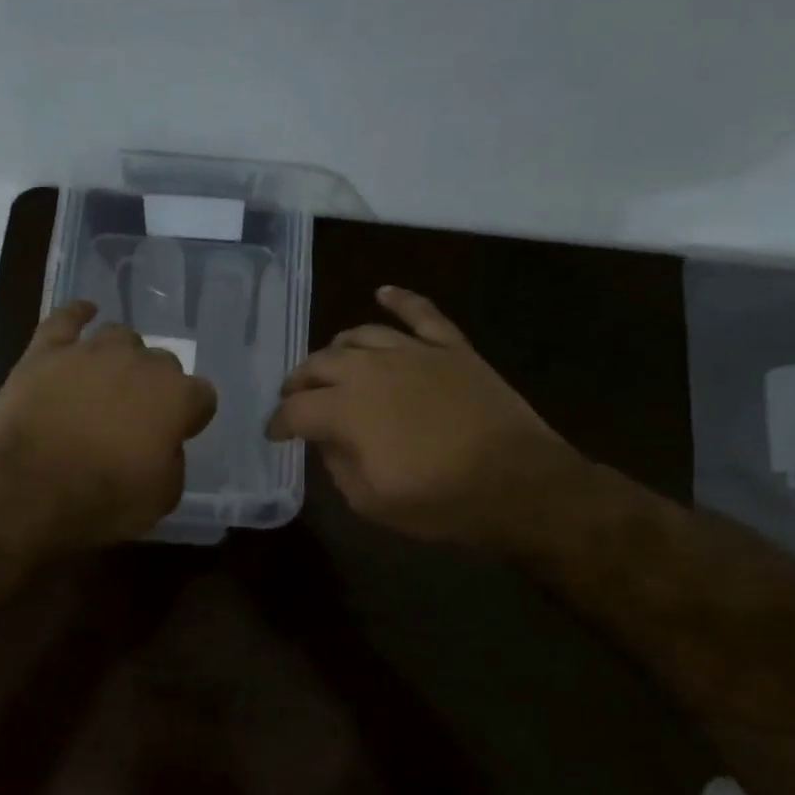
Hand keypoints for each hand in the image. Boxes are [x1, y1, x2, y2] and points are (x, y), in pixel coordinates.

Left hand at [0, 301, 217, 547]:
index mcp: (176, 398)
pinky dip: (78, 315)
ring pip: (120, 337)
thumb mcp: (160, 499)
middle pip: (162, 362)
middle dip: (155, 387)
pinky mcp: (46, 350)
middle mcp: (140, 363)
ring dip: (121, 358)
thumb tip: (163, 446)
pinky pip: (67, 318)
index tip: (177, 435)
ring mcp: (91, 350)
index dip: (190, 417)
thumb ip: (172, 463)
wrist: (26, 488)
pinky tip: (84, 314)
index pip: (202, 396)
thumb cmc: (102, 500)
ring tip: (108, 382)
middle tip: (136, 417)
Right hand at [265, 287, 577, 543]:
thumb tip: (327, 440)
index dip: (279, 423)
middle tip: (296, 398)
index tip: (275, 434)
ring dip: (337, 350)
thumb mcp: (370, 501)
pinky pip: (420, 313)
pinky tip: (383, 293)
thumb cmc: (439, 501)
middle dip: (299, 383)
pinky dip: (399, 300)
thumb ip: (337, 465)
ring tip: (331, 365)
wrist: (518, 484)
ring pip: (360, 335)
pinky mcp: (451, 347)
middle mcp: (370, 369)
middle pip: (319, 364)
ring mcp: (413, 351)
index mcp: (345, 409)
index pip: (295, 409)